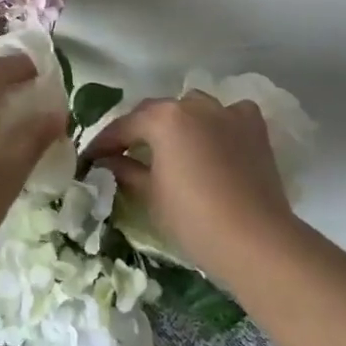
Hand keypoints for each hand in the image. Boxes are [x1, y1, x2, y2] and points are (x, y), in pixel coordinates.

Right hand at [87, 91, 296, 285]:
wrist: (256, 240)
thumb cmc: (193, 218)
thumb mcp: (150, 195)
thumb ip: (125, 171)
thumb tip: (108, 162)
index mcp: (163, 118)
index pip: (123, 126)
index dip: (103, 144)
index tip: (89, 159)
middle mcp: (193, 104)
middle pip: (156, 113)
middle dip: (138, 131)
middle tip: (123, 154)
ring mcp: (227, 112)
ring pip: (192, 109)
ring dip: (177, 124)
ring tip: (169, 147)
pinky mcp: (254, 128)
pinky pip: (229, 115)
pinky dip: (217, 124)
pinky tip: (214, 140)